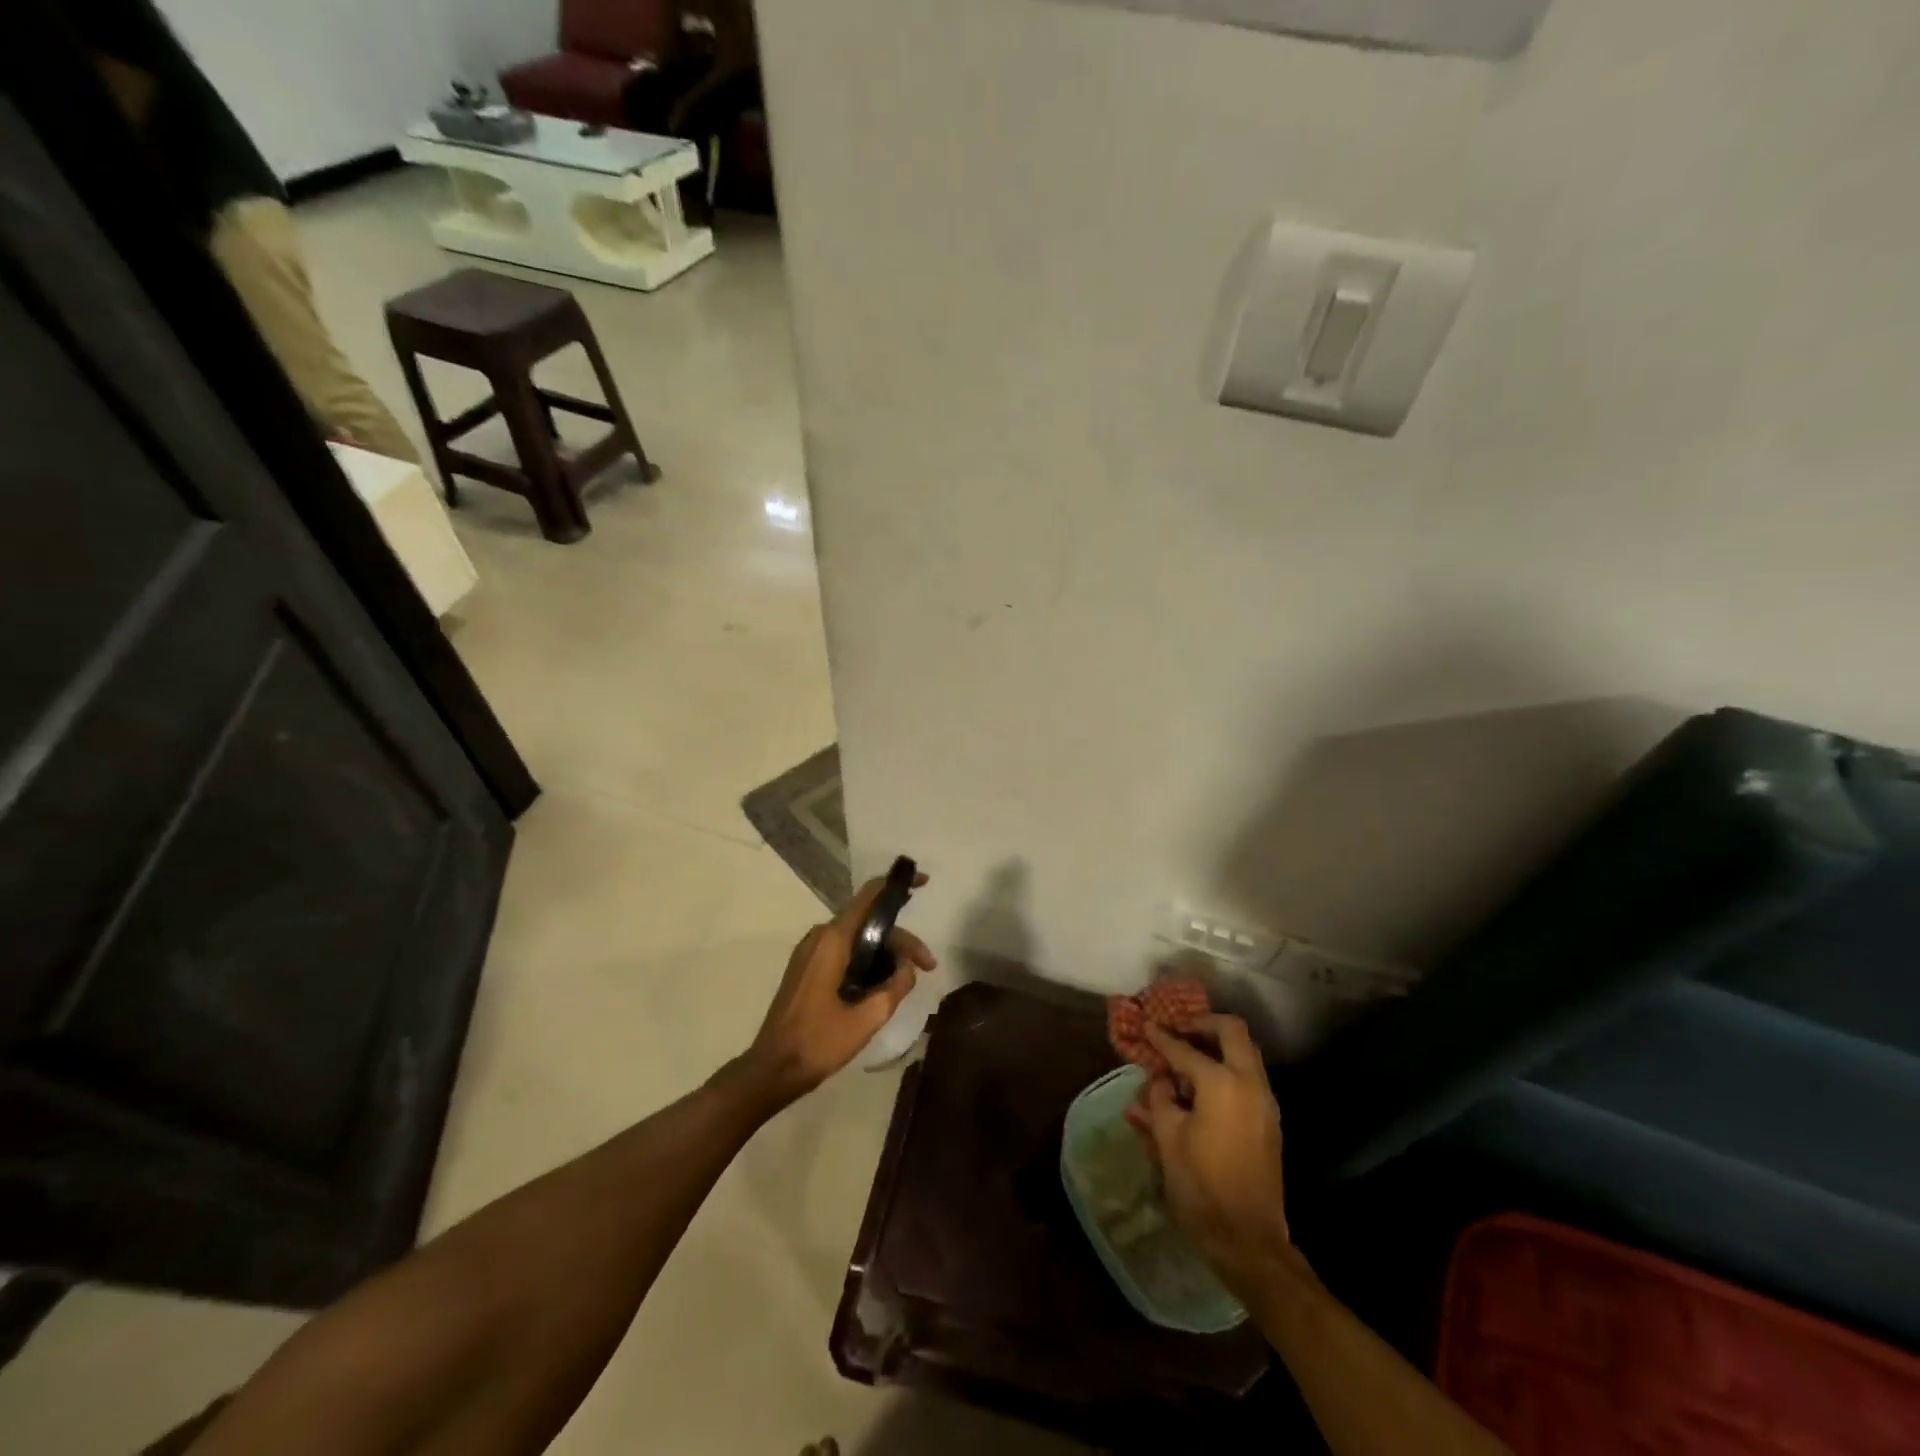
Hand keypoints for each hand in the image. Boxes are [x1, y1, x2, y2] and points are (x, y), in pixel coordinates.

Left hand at [741, 871, 936, 1104]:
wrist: (773, 1069)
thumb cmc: (819, 1042)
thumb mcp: (868, 1017)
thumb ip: (896, 985)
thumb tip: (909, 965)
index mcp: (833, 940)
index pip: (869, 896)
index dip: (897, 885)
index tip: (923, 883)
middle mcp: (820, 936)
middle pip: (869, 922)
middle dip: (901, 940)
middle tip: (928, 967)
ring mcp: (811, 951)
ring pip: (858, 938)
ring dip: (886, 953)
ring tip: (908, 980)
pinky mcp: (807, 967)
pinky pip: (844, 950)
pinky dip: (868, 960)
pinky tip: (882, 984)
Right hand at [1131, 1015, 1297, 1291]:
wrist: (1249, 1241)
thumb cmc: (1201, 1187)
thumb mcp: (1168, 1139)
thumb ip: (1161, 1098)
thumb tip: (1160, 1079)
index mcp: (1222, 1083)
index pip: (1185, 1048)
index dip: (1161, 1037)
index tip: (1146, 1025)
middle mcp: (1249, 1083)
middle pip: (1231, 1031)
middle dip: (1202, 1024)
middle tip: (1177, 1029)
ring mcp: (1265, 1102)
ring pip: (1245, 1052)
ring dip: (1217, 1045)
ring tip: (1186, 1056)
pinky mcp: (1269, 1121)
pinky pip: (1248, 1077)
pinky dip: (1226, 1068)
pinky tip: (1200, 1087)